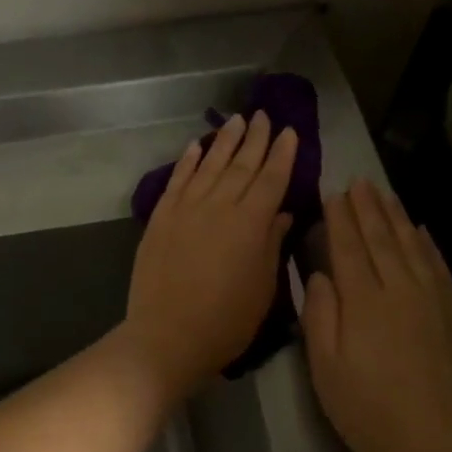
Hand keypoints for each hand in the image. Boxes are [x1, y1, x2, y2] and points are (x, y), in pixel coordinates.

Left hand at [120, 112, 298, 400]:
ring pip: (209, 164)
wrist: (167, 336)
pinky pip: (178, 179)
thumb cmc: (226, 321)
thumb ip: (272, 245)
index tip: (290, 131)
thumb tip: (281, 213)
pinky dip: (188, 160)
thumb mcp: (263, 288)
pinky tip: (196, 145)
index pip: (272, 179)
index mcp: (251, 223)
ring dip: (224, 140)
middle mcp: (219, 205)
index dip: (283, 154)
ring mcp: (186, 208)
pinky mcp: (161, 217)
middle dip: (255, 138)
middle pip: (241, 164)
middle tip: (263, 115)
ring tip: (236, 119)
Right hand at [303, 179, 451, 451]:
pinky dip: (428, 244)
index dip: (340, 218)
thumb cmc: (371, 414)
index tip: (333, 193)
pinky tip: (421, 232)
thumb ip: (320, 316)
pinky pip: (440, 266)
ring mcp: (437, 300)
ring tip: (385, 194)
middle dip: (367, 208)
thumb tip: (320, 275)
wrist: (443, 451)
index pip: (349, 247)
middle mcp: (402, 289)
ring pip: (413, 246)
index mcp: (364, 302)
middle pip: (382, 238)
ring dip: (396, 217)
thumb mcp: (326, 370)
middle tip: (358, 181)